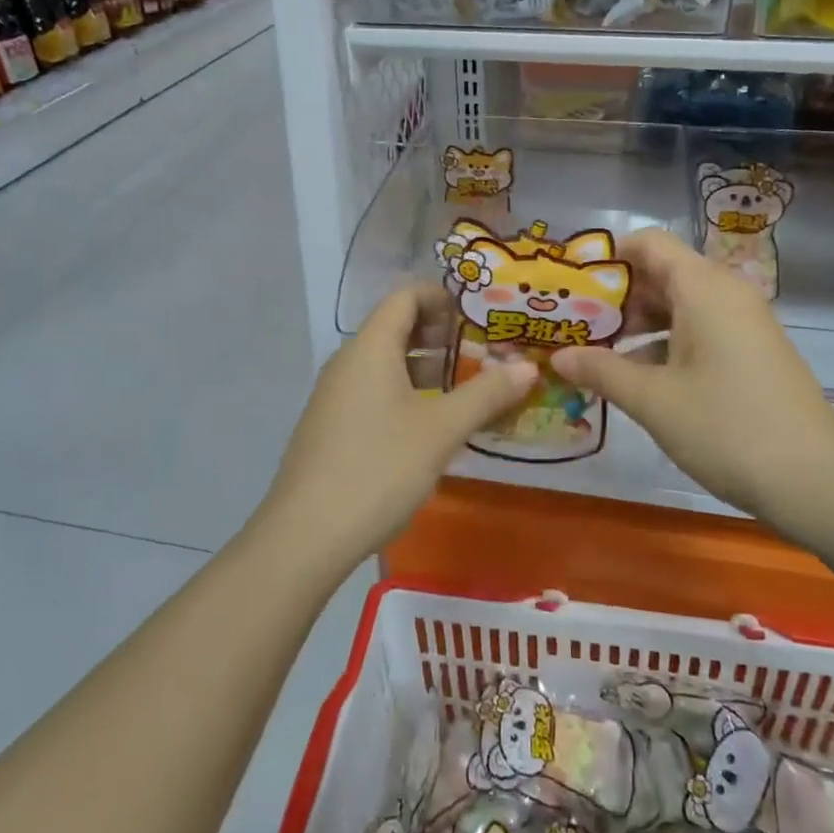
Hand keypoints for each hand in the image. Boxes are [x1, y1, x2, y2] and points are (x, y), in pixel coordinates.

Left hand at [255, 286, 534, 569]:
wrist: (306, 536)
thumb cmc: (379, 468)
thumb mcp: (441, 430)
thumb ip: (486, 394)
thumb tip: (528, 367)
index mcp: (371, 347)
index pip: (405, 296)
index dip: (442, 297)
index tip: (479, 316)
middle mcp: (348, 361)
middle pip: (396, 327)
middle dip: (441, 336)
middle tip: (484, 354)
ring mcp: (334, 395)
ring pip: (385, 363)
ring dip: (425, 369)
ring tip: (465, 390)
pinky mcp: (330, 426)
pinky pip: (373, 391)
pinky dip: (405, 393)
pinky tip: (430, 427)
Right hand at [549, 228, 833, 540]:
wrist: (818, 482)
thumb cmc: (727, 428)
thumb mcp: (653, 400)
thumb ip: (601, 370)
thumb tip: (558, 356)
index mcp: (703, 287)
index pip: (648, 243)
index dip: (607, 257)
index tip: (571, 285)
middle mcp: (725, 293)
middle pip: (661, 273)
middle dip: (615, 297)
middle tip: (573, 325)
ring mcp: (742, 324)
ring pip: (679, 305)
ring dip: (636, 325)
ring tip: (594, 352)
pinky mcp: (751, 352)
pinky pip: (698, 330)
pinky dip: (664, 343)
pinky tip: (636, 377)